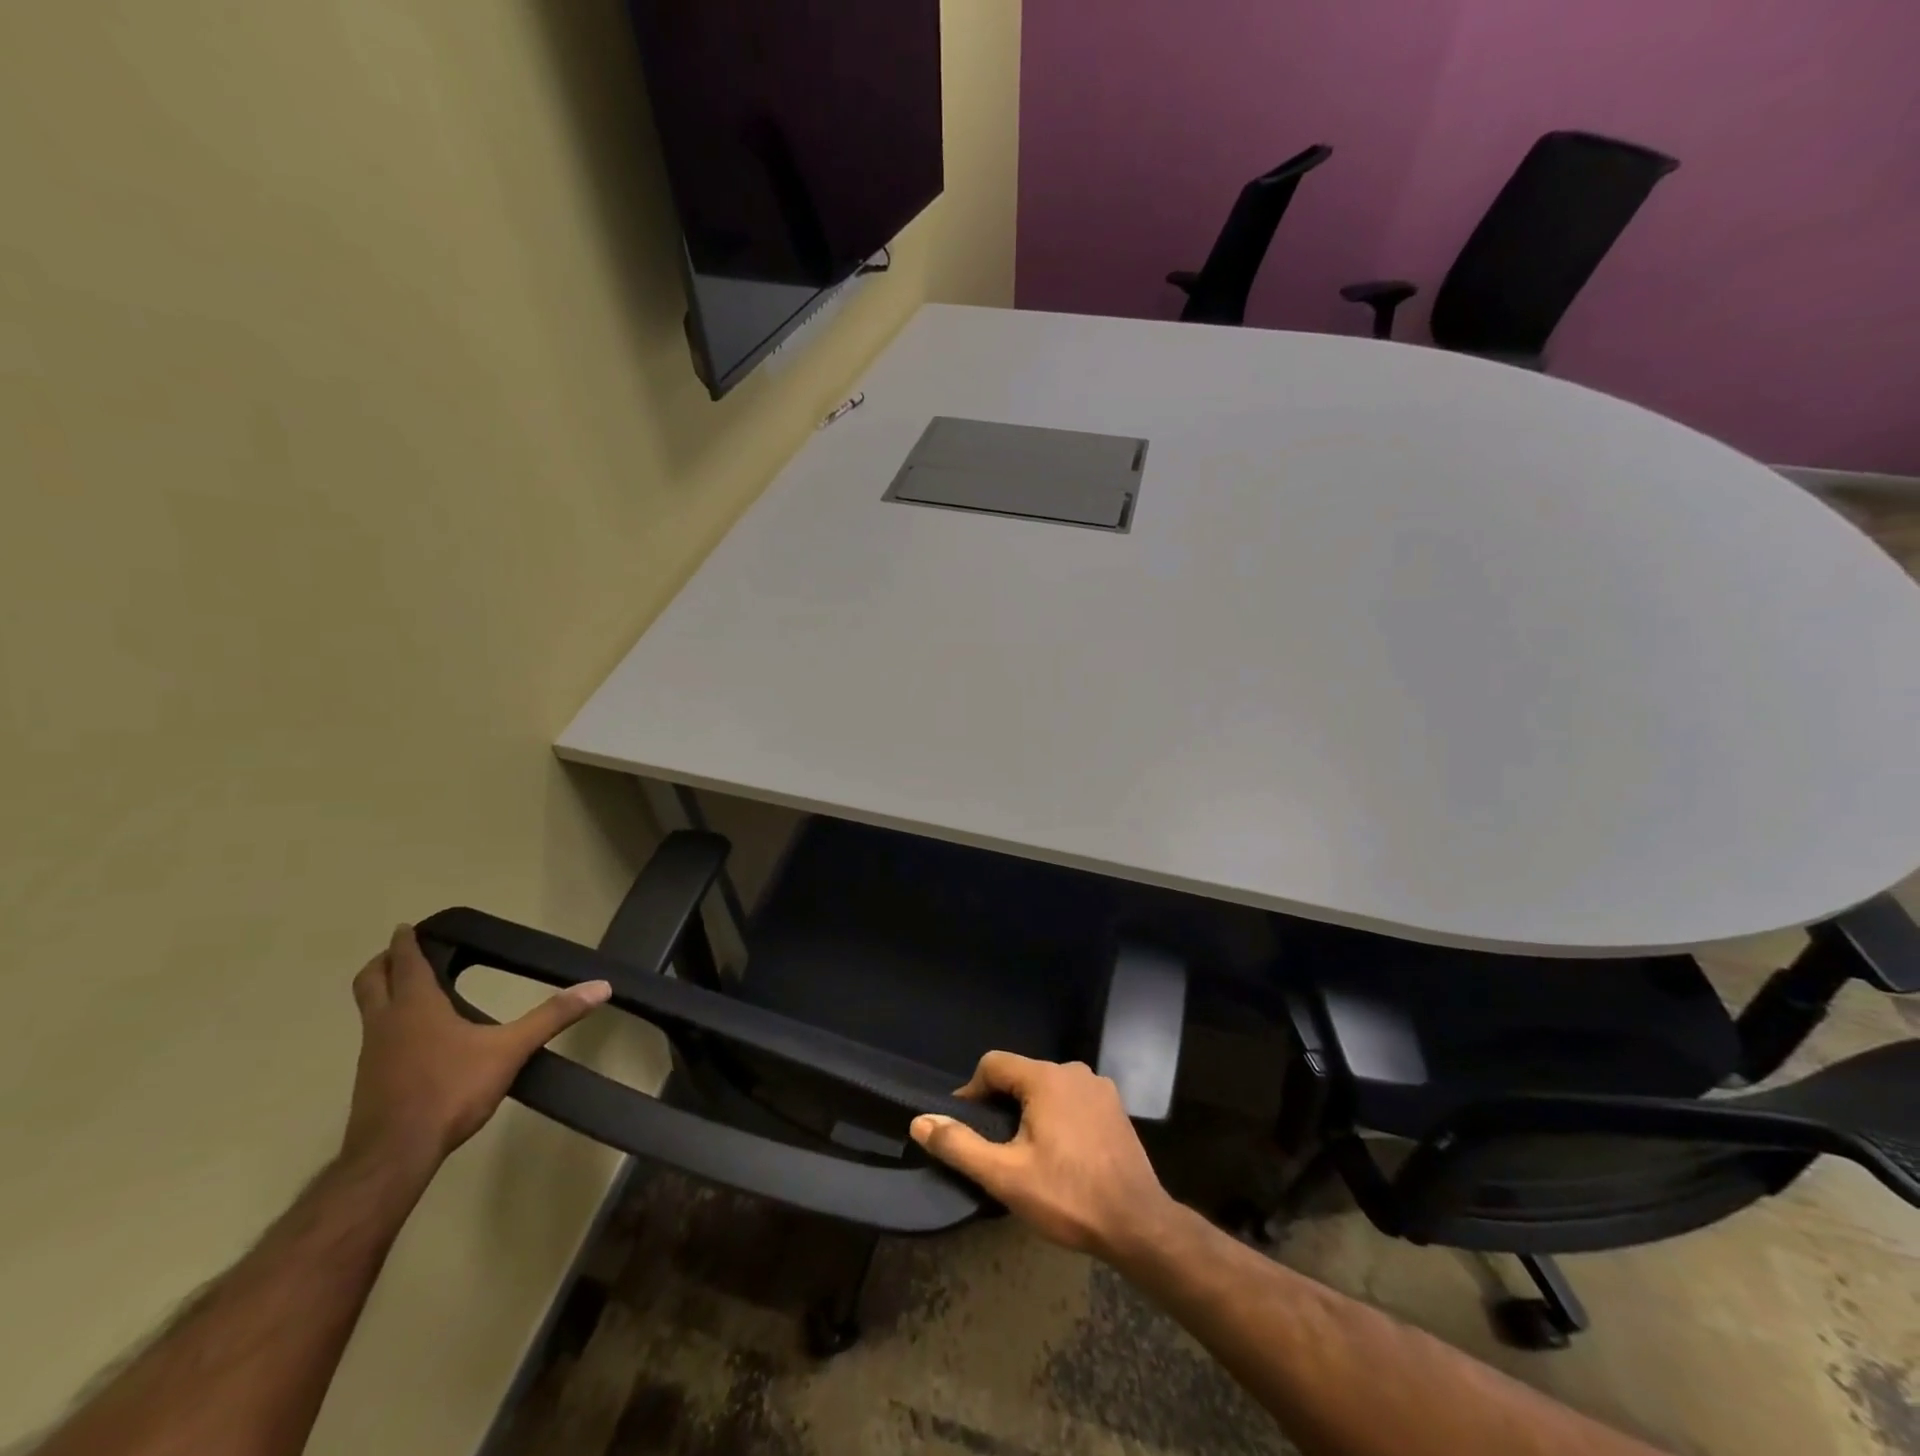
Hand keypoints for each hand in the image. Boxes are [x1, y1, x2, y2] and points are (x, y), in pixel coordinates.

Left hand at [341, 925, 610, 1172]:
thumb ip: (553, 1017)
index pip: (405, 962)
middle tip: (402, 952)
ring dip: (384, 993)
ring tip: (413, 991)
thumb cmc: (450, 1091)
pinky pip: (376, 1038)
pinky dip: (390, 1025)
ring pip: (369, 1010)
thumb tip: (600, 987)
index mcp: (416, 1006)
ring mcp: (372, 1054)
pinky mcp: (370, 1081)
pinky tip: (417, 1041)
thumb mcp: (510, 1050)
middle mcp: (386, 1023)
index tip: (408, 926)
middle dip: (383, 962)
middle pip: (370, 980)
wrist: (393, 1157)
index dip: (407, 941)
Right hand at [910, 1052, 1176, 1260]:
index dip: (972, 1092)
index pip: (993, 1064)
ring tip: (1027, 1154)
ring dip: (1031, 1112)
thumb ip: (959, 1145)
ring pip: (1048, 1088)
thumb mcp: (1005, 1176)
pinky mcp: (1116, 1108)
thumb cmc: (1067, 1197)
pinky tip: (1062, 1154)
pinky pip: (1073, 1101)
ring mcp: (1099, 1087)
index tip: (965, 1127)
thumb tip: (920, 1121)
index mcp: (1045, 1077)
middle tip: (996, 1148)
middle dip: (1002, 1105)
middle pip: (1022, 1076)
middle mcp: (1073, 1070)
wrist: (1138, 1224)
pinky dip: (1059, 1117)